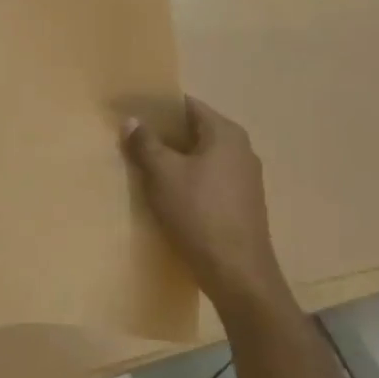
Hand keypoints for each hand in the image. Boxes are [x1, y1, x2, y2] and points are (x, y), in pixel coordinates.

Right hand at [122, 97, 295, 317]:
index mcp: (226, 133)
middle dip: (164, 134)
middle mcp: (241, 149)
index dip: (159, 107)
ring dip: (175, 159)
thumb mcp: (163, 174)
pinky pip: (210, 179)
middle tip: (132, 139)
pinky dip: (189, 179)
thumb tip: (132, 120)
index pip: (188, 105)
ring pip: (202, 157)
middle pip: (196, 130)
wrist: (237, 272)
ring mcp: (246, 178)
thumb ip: (145, 143)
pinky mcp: (243, 203)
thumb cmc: (198, 213)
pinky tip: (168, 193)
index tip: (133, 112)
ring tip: (145, 166)